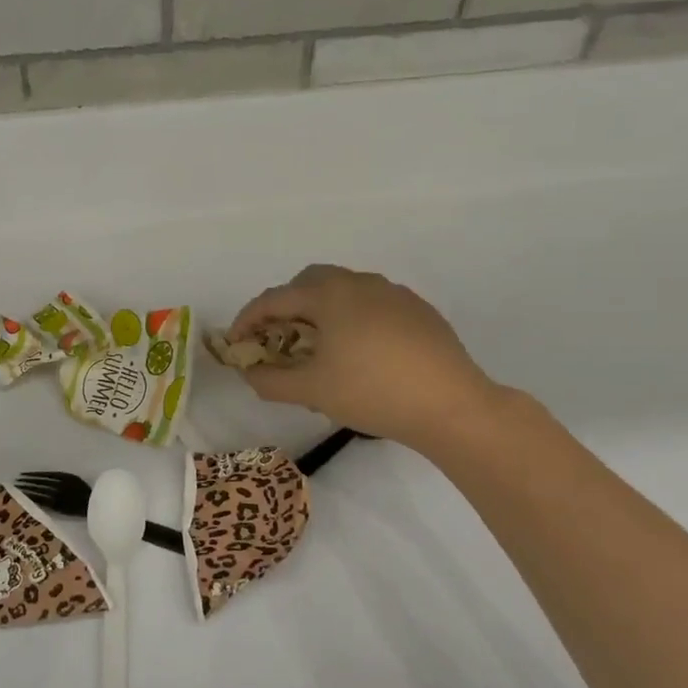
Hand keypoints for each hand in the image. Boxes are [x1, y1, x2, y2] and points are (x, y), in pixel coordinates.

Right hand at [228, 265, 503, 451]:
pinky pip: (371, 303)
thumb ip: (270, 380)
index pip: (273, 299)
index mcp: (328, 294)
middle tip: (277, 339)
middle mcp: (359, 282)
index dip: (247, 320)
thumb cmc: (372, 392)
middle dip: (285, 306)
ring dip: (319, 310)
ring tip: (317, 346)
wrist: (452, 405)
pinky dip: (351, 318)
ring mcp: (393, 293)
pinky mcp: (418, 310)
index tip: (235, 344)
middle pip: (308, 282)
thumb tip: (250, 373)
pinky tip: (358, 352)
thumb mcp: (311, 391)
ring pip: (342, 290)